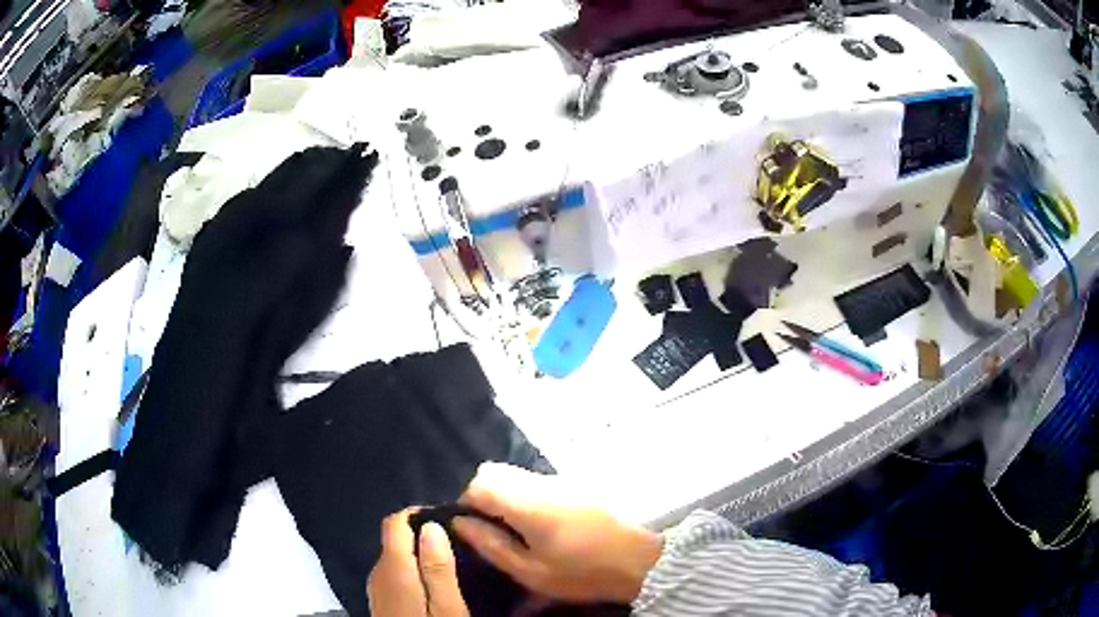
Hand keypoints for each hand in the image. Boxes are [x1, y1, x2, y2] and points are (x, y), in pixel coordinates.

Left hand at [367, 509, 469, 616]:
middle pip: (396, 539)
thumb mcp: (447, 606)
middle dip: (423, 537)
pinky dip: (413, 572)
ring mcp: (376, 588)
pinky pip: (395, 575)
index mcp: (393, 567)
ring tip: (450, 567)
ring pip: (396, 557)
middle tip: (458, 548)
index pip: (395, 521)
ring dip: (419, 556)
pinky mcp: (380, 602)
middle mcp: (378, 572)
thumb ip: (438, 567)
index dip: (421, 514)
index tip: (450, 521)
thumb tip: (431, 525)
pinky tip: (433, 587)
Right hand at [452, 463, 661, 603]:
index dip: (466, 503)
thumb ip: (492, 545)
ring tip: (519, 531)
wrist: (646, 556)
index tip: (473, 528)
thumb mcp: (533, 571)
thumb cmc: (585, 570)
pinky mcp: (577, 482)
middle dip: (484, 496)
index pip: (478, 482)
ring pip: (516, 476)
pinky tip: (543, 525)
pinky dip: (527, 497)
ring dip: (507, 497)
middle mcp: (540, 481)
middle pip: (494, 472)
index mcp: (526, 502)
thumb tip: (460, 523)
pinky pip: (537, 482)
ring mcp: (561, 478)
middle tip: (494, 530)